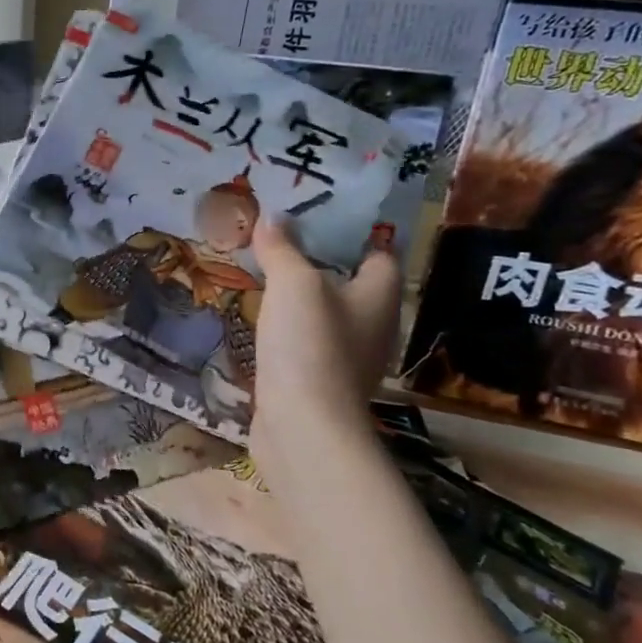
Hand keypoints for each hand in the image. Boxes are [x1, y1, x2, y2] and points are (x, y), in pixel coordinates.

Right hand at [249, 215, 400, 445]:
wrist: (302, 425)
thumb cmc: (310, 344)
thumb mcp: (294, 283)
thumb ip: (283, 248)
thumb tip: (273, 216)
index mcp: (380, 297)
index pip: (379, 254)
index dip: (353, 234)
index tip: (315, 217)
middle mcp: (373, 327)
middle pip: (351, 284)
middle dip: (319, 263)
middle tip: (279, 242)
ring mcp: (348, 359)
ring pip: (327, 315)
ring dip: (301, 300)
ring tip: (264, 277)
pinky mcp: (320, 383)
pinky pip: (307, 344)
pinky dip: (289, 331)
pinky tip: (261, 324)